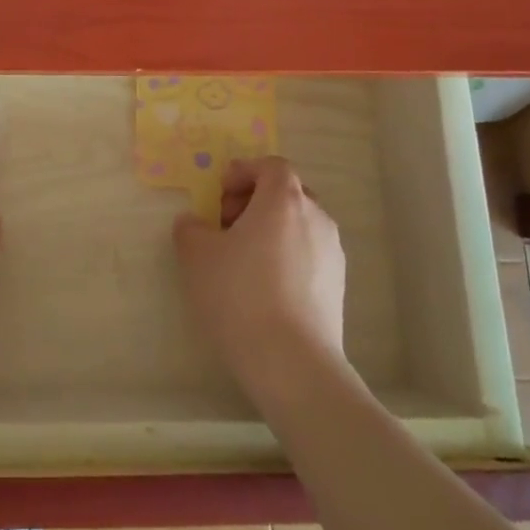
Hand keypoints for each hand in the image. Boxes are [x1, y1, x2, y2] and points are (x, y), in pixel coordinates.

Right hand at [174, 156, 348, 400]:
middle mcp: (316, 218)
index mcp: (284, 201)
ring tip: (242, 260)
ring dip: (270, 230)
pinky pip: (308, 254)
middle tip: (226, 225)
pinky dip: (285, 256)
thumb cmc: (240, 295)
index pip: (271, 166)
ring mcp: (332, 254)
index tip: (219, 195)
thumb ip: (191, 228)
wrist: (292, 363)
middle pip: (287, 193)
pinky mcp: (337, 286)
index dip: (243, 172)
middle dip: (255, 201)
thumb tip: (196, 224)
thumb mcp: (197, 255)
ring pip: (299, 225)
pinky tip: (263, 288)